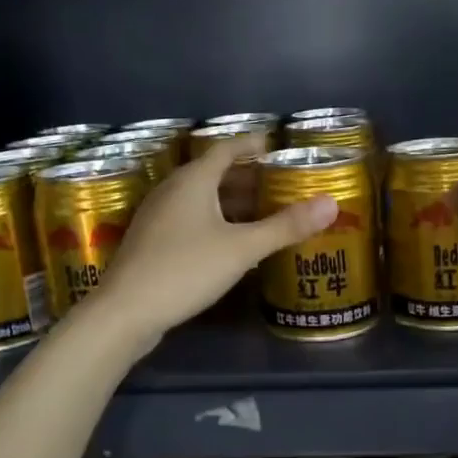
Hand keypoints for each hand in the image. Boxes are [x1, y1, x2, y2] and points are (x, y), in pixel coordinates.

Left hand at [98, 135, 335, 347]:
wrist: (126, 312)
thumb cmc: (185, 269)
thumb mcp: (242, 248)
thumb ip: (286, 226)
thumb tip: (332, 204)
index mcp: (192, 180)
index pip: (226, 149)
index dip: (251, 145)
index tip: (275, 146)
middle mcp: (172, 190)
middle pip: (214, 173)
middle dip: (247, 177)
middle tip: (279, 185)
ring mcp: (158, 216)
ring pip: (201, 198)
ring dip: (231, 201)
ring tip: (262, 212)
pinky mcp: (152, 241)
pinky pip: (190, 218)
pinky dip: (215, 220)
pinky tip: (231, 242)